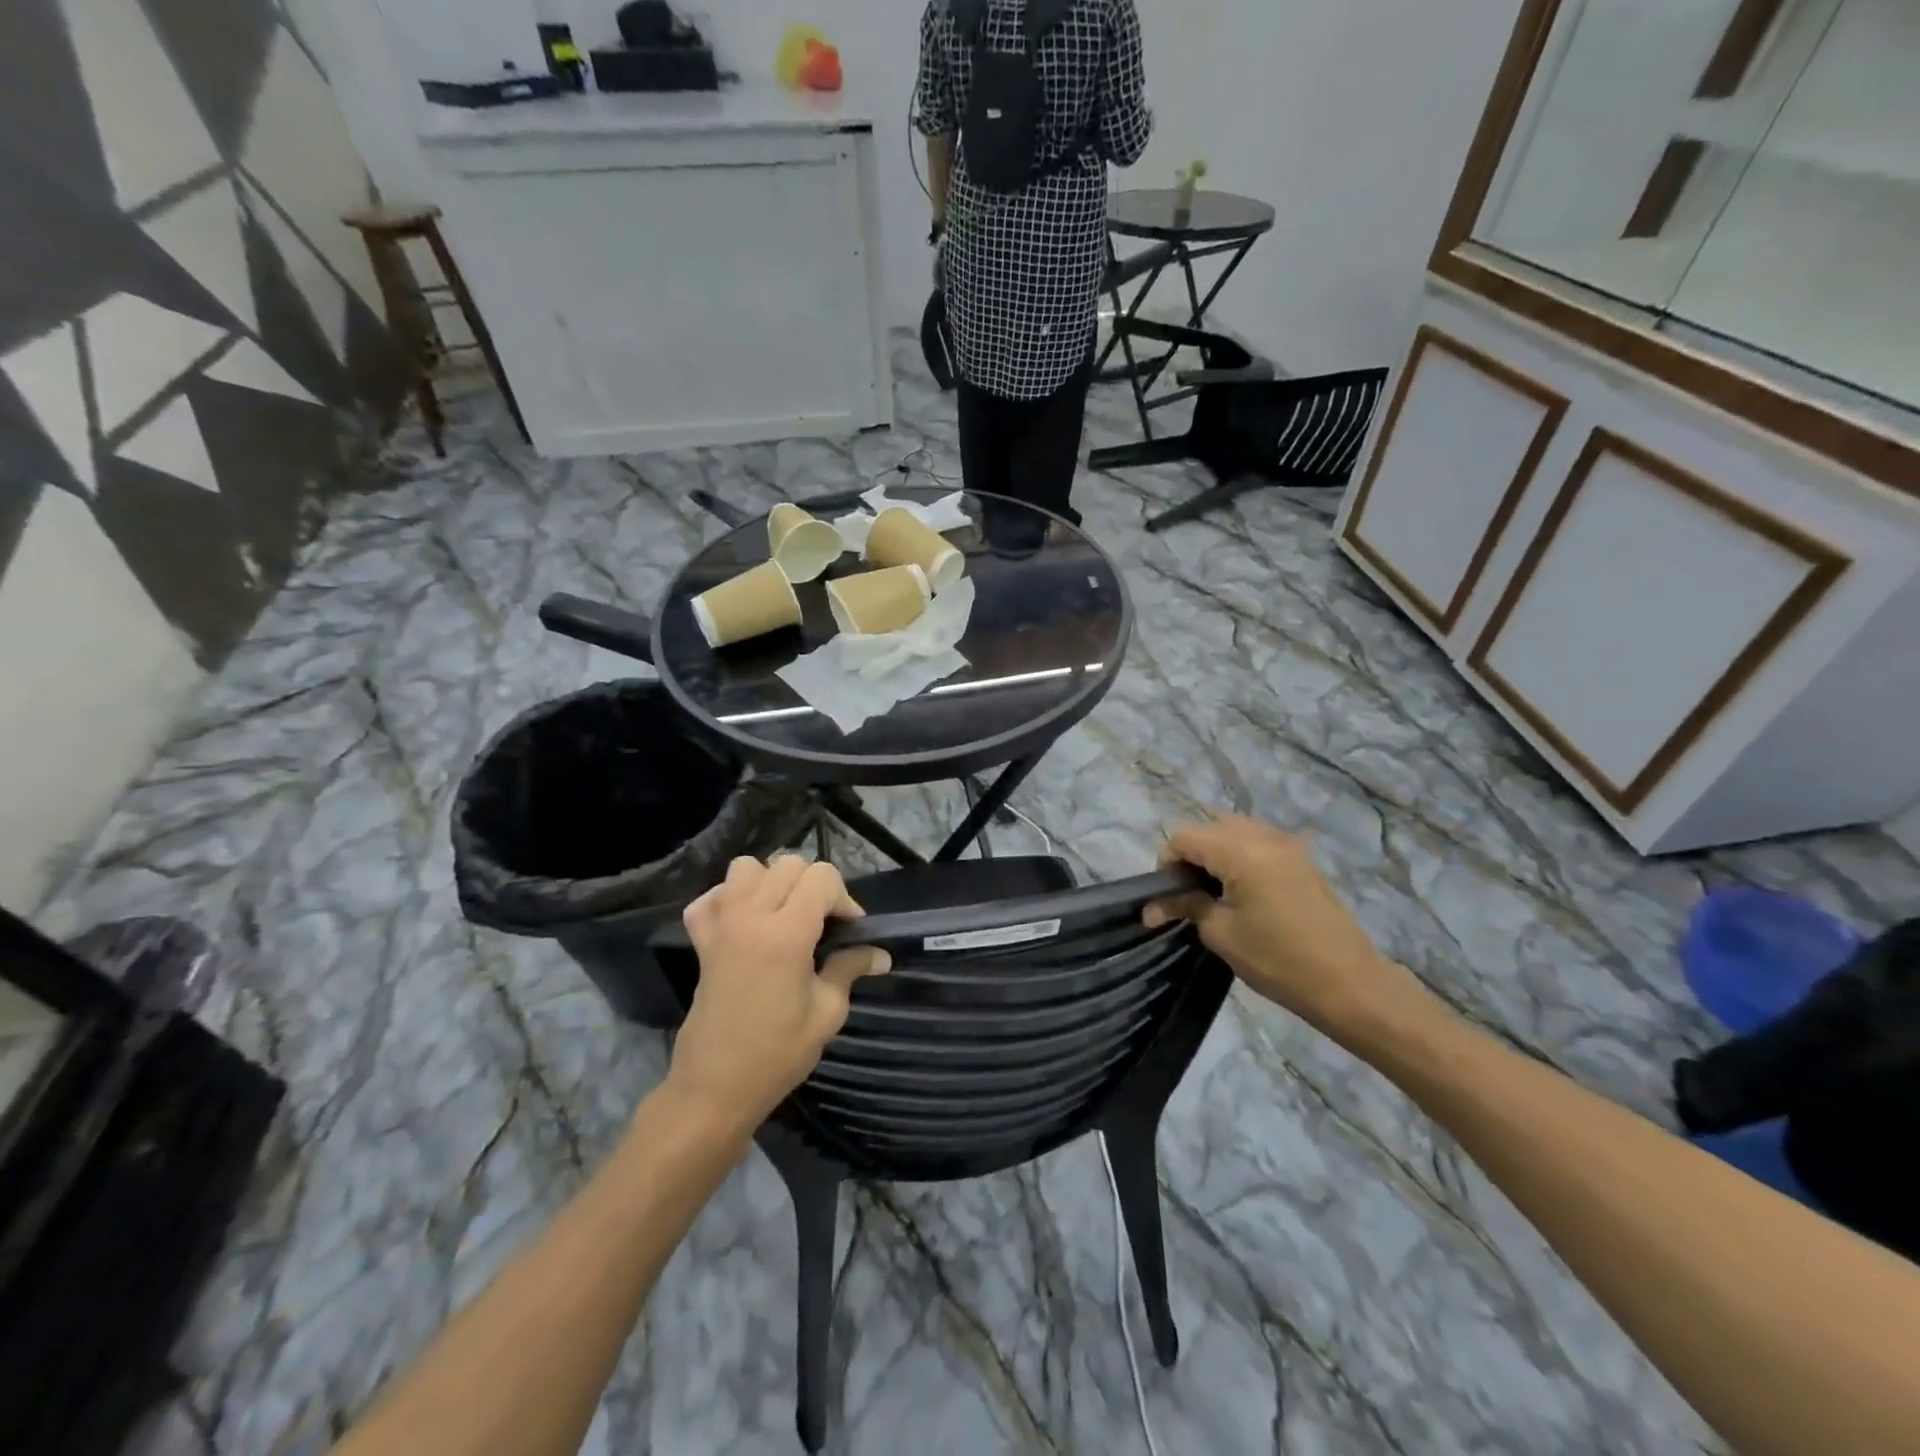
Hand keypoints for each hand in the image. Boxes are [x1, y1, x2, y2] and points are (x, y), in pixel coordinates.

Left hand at [669, 855, 888, 1136]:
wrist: (715, 1088)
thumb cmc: (777, 1053)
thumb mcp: (827, 1012)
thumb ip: (850, 969)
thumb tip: (880, 955)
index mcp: (787, 932)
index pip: (822, 877)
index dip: (843, 897)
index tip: (849, 930)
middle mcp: (751, 916)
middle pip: (789, 864)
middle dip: (813, 886)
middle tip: (822, 924)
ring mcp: (721, 925)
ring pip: (747, 868)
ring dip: (771, 882)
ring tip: (783, 915)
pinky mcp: (700, 940)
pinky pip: (710, 897)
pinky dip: (728, 899)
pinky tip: (744, 922)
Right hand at [1144, 816, 1419, 1035]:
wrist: (1349, 984)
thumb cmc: (1278, 960)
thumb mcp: (1221, 934)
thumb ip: (1186, 907)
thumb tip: (1152, 906)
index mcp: (1241, 851)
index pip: (1185, 836)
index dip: (1166, 862)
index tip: (1167, 896)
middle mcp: (1264, 837)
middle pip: (1209, 826)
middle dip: (1191, 853)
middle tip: (1188, 892)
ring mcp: (1287, 845)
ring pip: (1234, 829)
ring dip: (1215, 851)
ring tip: (1213, 891)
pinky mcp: (1301, 859)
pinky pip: (1258, 840)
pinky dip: (1239, 854)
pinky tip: (1241, 889)